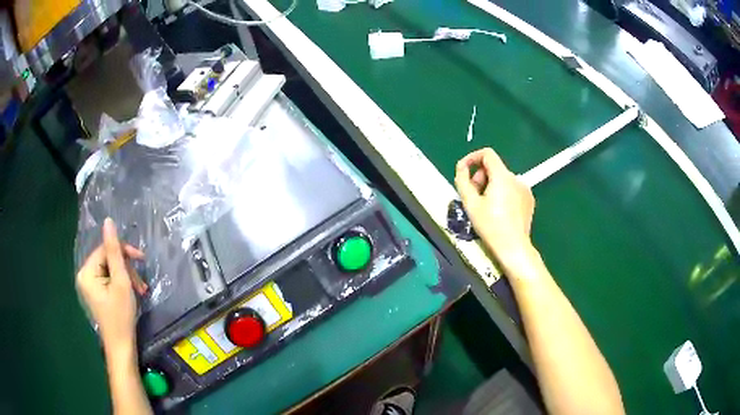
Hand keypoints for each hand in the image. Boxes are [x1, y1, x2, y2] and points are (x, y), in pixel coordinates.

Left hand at [76, 218, 146, 355]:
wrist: (122, 347)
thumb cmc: (121, 317)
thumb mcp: (121, 282)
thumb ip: (115, 252)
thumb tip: (108, 221)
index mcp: (86, 272)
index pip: (105, 250)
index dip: (123, 252)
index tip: (142, 260)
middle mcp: (84, 275)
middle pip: (107, 259)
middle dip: (126, 269)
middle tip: (141, 284)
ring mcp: (89, 285)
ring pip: (110, 269)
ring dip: (127, 277)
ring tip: (140, 290)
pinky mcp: (95, 293)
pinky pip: (108, 279)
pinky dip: (121, 284)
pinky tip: (132, 292)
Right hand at [454, 148, 535, 268]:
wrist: (513, 247)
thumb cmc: (490, 226)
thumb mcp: (470, 204)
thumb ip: (462, 180)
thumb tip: (461, 167)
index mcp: (502, 176)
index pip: (487, 154)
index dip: (473, 157)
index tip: (464, 170)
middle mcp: (516, 178)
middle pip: (494, 168)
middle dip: (481, 177)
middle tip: (473, 196)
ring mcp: (525, 189)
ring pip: (503, 179)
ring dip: (491, 186)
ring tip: (486, 206)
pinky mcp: (529, 199)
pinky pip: (512, 189)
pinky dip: (503, 194)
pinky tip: (499, 211)